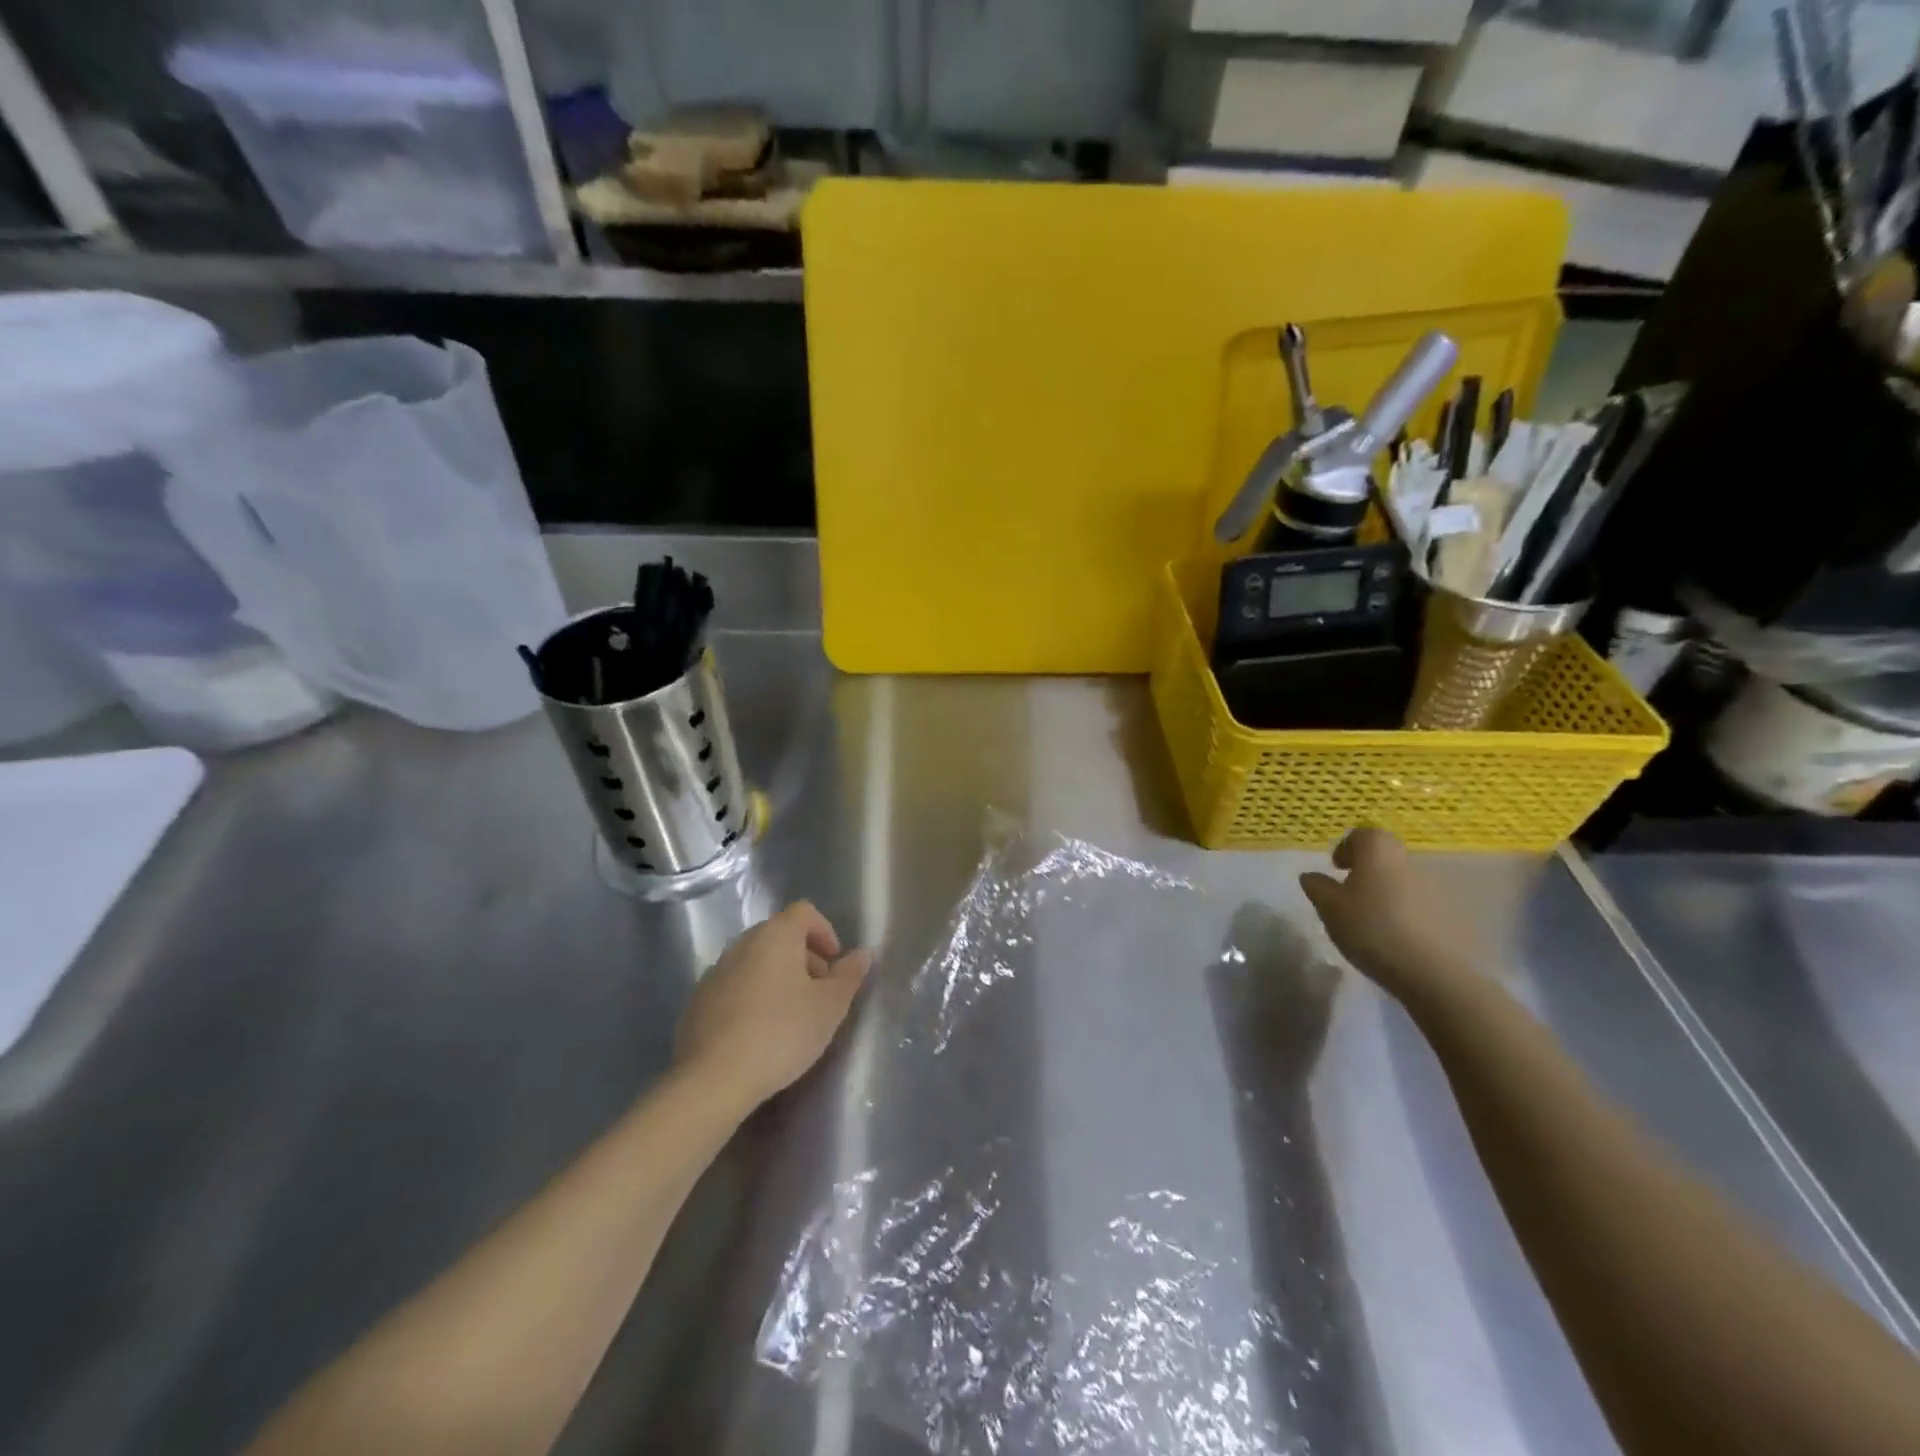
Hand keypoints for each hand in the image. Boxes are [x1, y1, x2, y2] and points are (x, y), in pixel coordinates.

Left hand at [674, 901, 872, 1111]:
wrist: (714, 1079)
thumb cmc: (782, 1033)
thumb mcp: (830, 1006)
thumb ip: (849, 975)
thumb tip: (863, 953)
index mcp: (775, 935)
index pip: (804, 912)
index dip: (825, 931)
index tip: (834, 963)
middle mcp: (742, 944)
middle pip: (779, 935)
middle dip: (804, 957)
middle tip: (818, 992)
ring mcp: (715, 972)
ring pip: (755, 961)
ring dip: (777, 977)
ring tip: (791, 1016)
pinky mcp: (698, 1001)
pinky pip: (734, 986)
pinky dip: (752, 997)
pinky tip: (759, 1032)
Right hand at [1299, 828, 1482, 1003]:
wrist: (1434, 972)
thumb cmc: (1371, 928)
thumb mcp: (1329, 908)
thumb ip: (1318, 887)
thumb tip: (1312, 876)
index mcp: (1379, 852)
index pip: (1363, 834)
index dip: (1347, 848)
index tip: (1337, 869)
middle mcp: (1410, 861)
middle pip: (1386, 857)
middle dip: (1368, 871)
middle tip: (1352, 896)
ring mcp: (1437, 888)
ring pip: (1405, 881)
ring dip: (1389, 894)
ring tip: (1375, 922)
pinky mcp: (1454, 915)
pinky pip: (1423, 905)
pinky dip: (1409, 914)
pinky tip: (1399, 939)